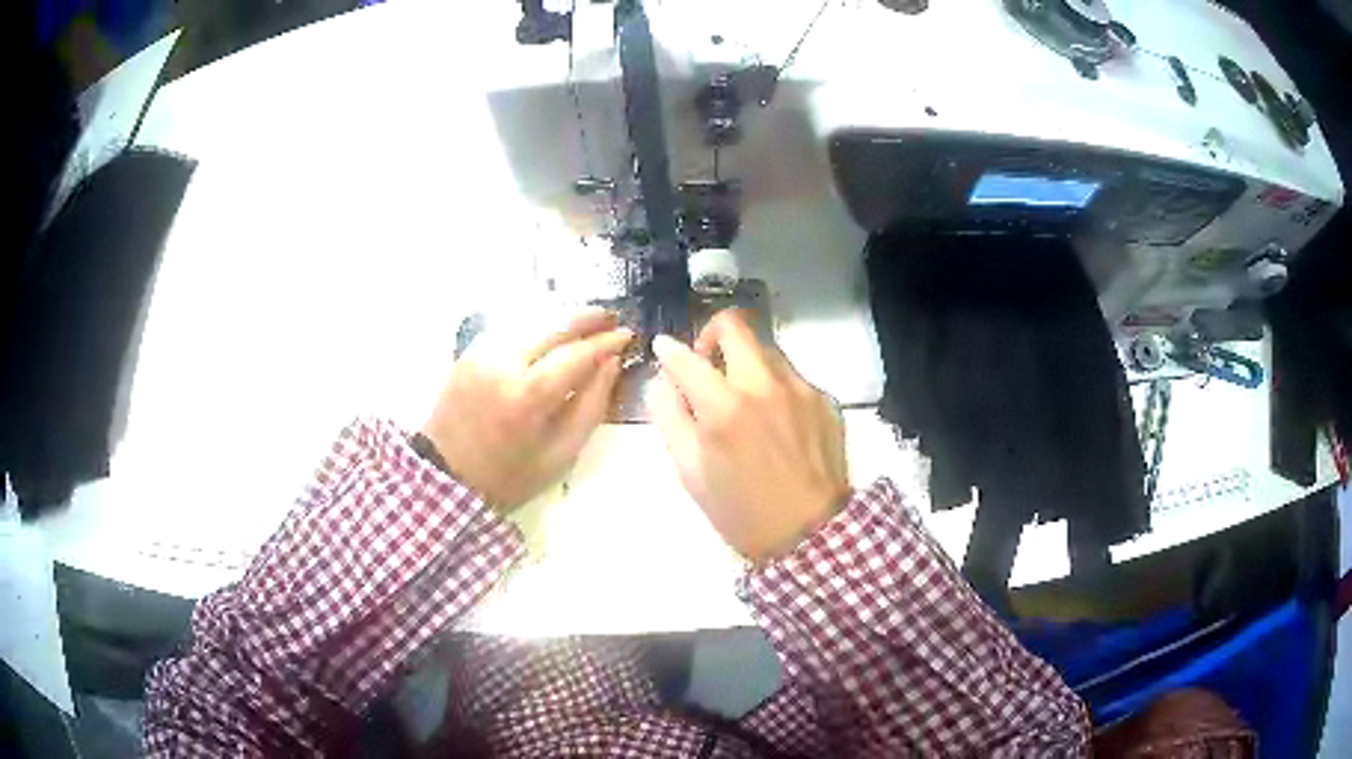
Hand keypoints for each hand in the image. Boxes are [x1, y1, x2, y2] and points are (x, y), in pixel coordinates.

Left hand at [421, 309, 631, 511]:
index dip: (605, 342)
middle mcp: (503, 363)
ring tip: (587, 320)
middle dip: (587, 318)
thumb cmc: (510, 476)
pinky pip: (509, 327)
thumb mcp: (561, 454)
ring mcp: (481, 353)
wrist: (446, 477)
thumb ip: (592, 406)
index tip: (628, 335)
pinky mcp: (468, 351)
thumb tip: (611, 364)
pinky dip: (534, 324)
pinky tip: (549, 330)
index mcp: (528, 396)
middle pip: (553, 325)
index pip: (576, 354)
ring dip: (561, 317)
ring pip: (530, 319)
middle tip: (612, 318)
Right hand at [648, 309, 849, 561]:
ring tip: (743, 401)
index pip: (685, 356)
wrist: (811, 534)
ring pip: (766, 350)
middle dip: (711, 334)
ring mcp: (800, 389)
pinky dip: (774, 389)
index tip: (664, 351)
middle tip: (706, 363)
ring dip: (746, 364)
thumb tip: (664, 381)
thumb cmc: (741, 512)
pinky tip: (775, 424)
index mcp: (725, 407)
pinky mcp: (824, 400)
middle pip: (734, 325)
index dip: (667, 350)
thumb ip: (670, 418)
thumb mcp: (690, 472)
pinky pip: (792, 378)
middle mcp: (765, 385)